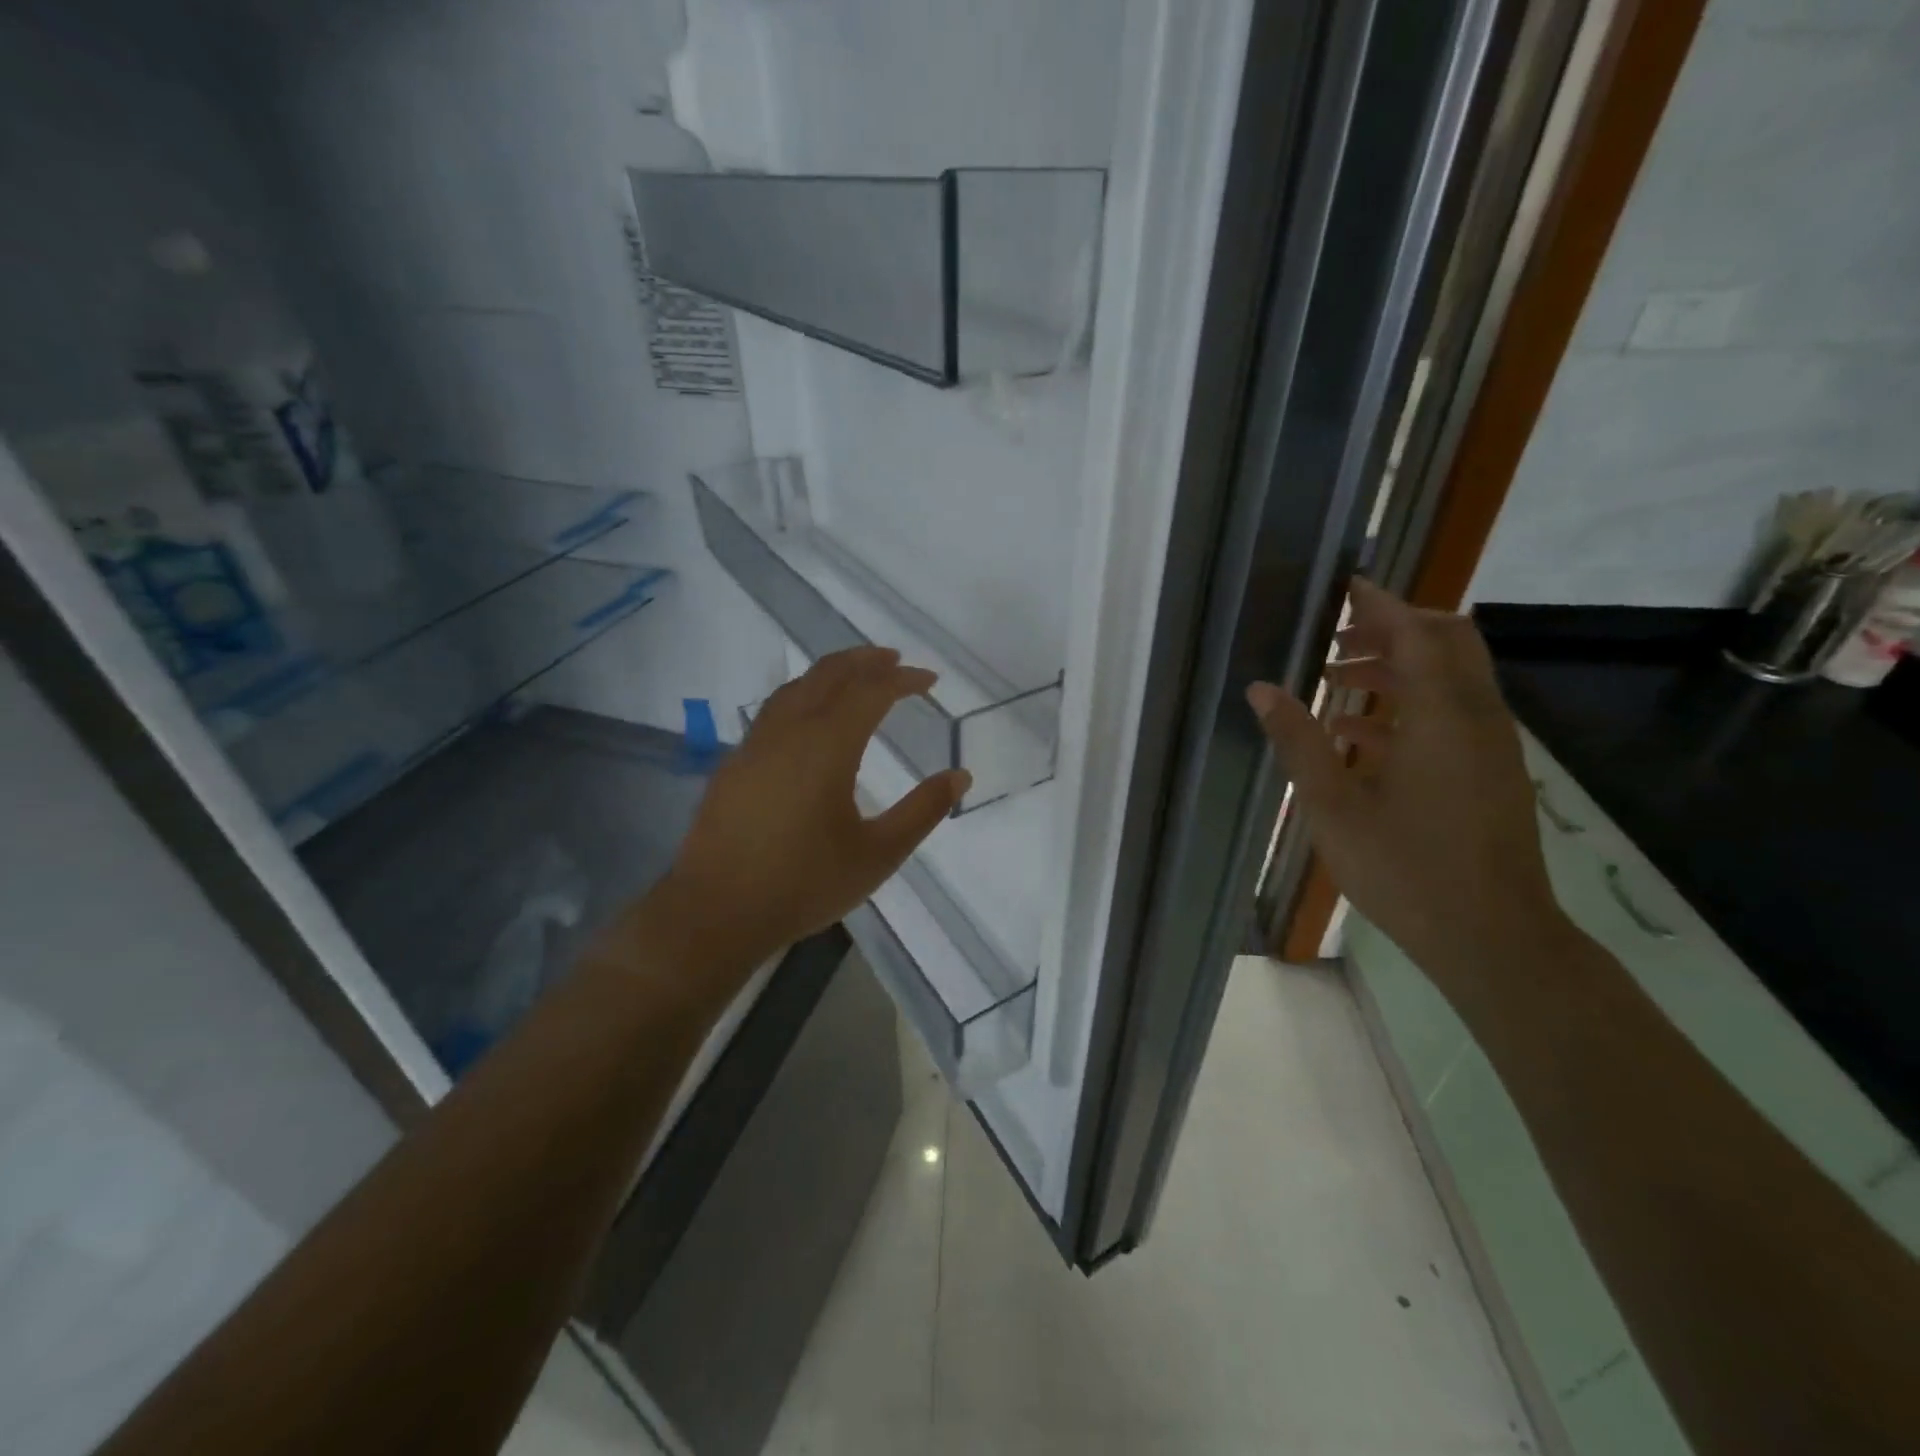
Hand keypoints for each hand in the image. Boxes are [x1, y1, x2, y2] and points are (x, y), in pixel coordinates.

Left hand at [644, 647, 969, 979]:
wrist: (716, 913)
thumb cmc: (805, 884)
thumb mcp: (878, 854)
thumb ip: (923, 810)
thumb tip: (960, 775)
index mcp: (827, 746)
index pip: (871, 691)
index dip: (903, 679)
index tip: (930, 680)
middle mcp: (789, 731)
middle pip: (829, 674)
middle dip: (865, 661)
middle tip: (894, 661)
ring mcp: (755, 745)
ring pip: (796, 687)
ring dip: (830, 673)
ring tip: (855, 677)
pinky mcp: (734, 764)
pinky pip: (774, 710)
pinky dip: (803, 695)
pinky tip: (809, 719)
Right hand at [1247, 580, 1564, 995]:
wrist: (1493, 938)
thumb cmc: (1406, 869)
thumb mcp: (1333, 806)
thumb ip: (1299, 741)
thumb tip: (1261, 690)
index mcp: (1441, 716)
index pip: (1414, 634)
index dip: (1379, 606)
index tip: (1345, 586)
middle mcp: (1476, 718)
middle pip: (1448, 643)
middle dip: (1393, 630)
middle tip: (1337, 640)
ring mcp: (1490, 746)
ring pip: (1450, 679)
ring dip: (1397, 670)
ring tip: (1334, 687)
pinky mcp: (1491, 773)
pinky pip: (1453, 715)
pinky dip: (1410, 707)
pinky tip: (1360, 738)